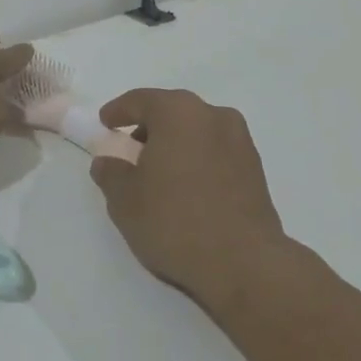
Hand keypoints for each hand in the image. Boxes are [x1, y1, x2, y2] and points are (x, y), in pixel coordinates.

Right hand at [87, 89, 295, 314]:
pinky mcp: (255, 167)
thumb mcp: (126, 200)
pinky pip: (216, 151)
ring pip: (197, 131)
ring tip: (159, 173)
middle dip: (149, 127)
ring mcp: (240, 140)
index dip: (119, 111)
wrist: (243, 261)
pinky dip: (197, 159)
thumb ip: (111, 173)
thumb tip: (107, 162)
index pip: (141, 100)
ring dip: (176, 143)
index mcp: (179, 112)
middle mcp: (213, 115)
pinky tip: (187, 187)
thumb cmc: (175, 221)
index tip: (105, 122)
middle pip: (173, 111)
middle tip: (130, 150)